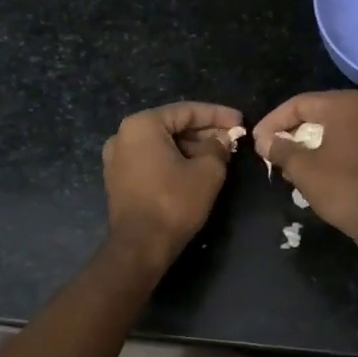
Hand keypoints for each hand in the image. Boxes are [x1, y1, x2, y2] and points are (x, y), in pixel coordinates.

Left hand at [102, 101, 242, 268]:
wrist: (140, 246)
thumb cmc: (174, 202)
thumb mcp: (207, 171)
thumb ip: (218, 147)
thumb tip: (222, 139)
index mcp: (142, 125)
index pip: (187, 111)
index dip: (218, 115)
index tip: (241, 121)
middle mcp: (123, 135)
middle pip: (172, 125)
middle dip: (204, 131)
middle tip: (231, 139)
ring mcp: (117, 158)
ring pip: (162, 144)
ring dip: (191, 147)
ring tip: (219, 154)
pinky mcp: (119, 179)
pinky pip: (151, 160)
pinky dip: (174, 160)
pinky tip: (196, 169)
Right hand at [252, 91, 357, 245]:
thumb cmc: (343, 187)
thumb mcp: (303, 168)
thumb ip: (280, 149)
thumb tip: (265, 141)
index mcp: (345, 104)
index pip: (299, 104)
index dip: (273, 122)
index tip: (257, 142)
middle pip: (317, 111)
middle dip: (290, 130)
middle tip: (269, 149)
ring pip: (332, 126)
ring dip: (307, 141)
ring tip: (286, 160)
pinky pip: (348, 139)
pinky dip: (327, 148)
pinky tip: (312, 166)